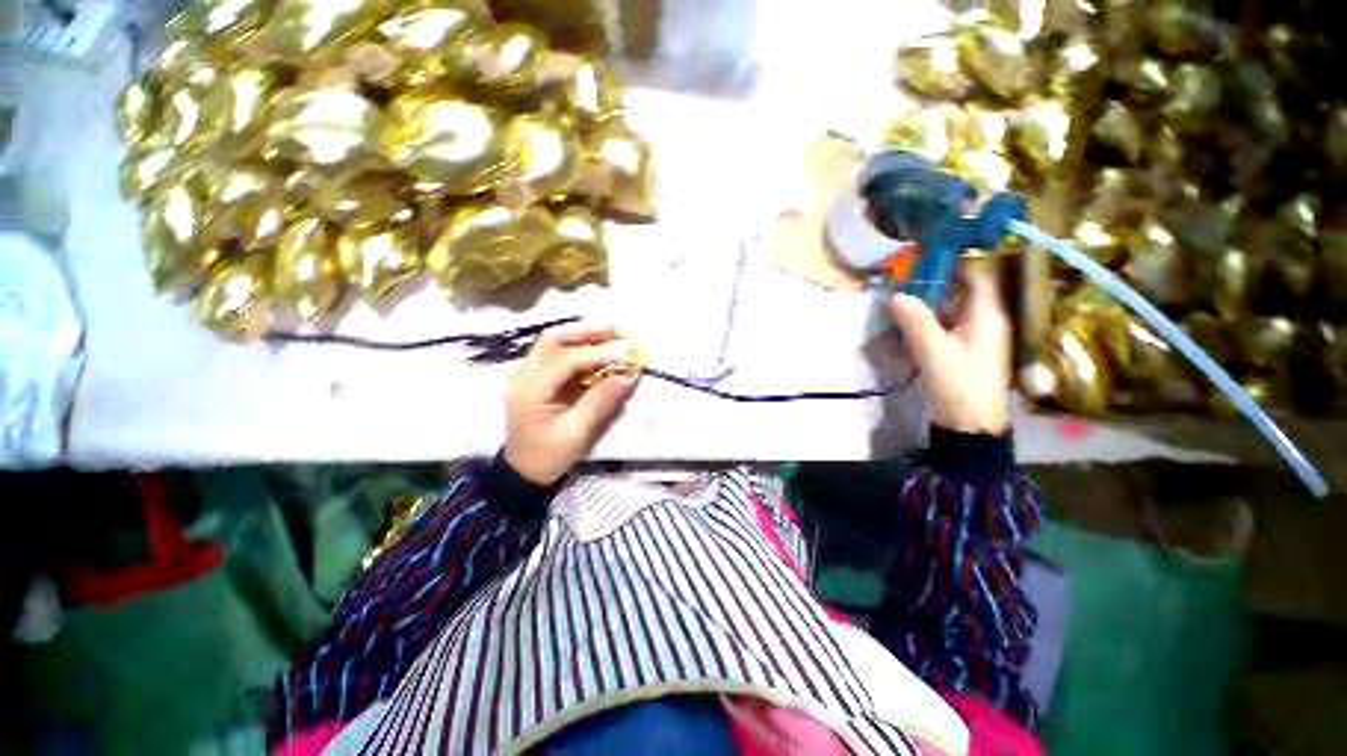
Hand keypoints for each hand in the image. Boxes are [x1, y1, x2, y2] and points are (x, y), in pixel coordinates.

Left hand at [504, 322, 637, 485]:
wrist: (523, 470)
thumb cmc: (549, 455)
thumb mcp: (577, 433)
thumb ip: (600, 402)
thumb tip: (627, 376)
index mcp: (530, 391)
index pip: (565, 360)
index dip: (597, 355)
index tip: (625, 356)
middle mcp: (523, 375)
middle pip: (553, 339)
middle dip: (587, 331)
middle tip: (616, 330)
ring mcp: (525, 373)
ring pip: (553, 341)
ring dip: (582, 334)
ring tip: (610, 333)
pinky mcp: (533, 376)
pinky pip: (555, 351)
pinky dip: (577, 346)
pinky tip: (596, 347)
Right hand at [889, 268, 1010, 434]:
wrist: (970, 426)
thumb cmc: (958, 384)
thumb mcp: (933, 350)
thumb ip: (914, 321)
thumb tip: (896, 296)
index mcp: (986, 315)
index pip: (976, 275)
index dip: (955, 262)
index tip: (925, 257)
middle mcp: (985, 322)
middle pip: (961, 293)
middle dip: (934, 285)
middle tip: (903, 281)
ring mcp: (975, 339)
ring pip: (951, 312)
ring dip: (927, 307)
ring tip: (899, 303)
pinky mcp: (964, 354)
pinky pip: (946, 329)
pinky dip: (928, 325)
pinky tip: (907, 329)